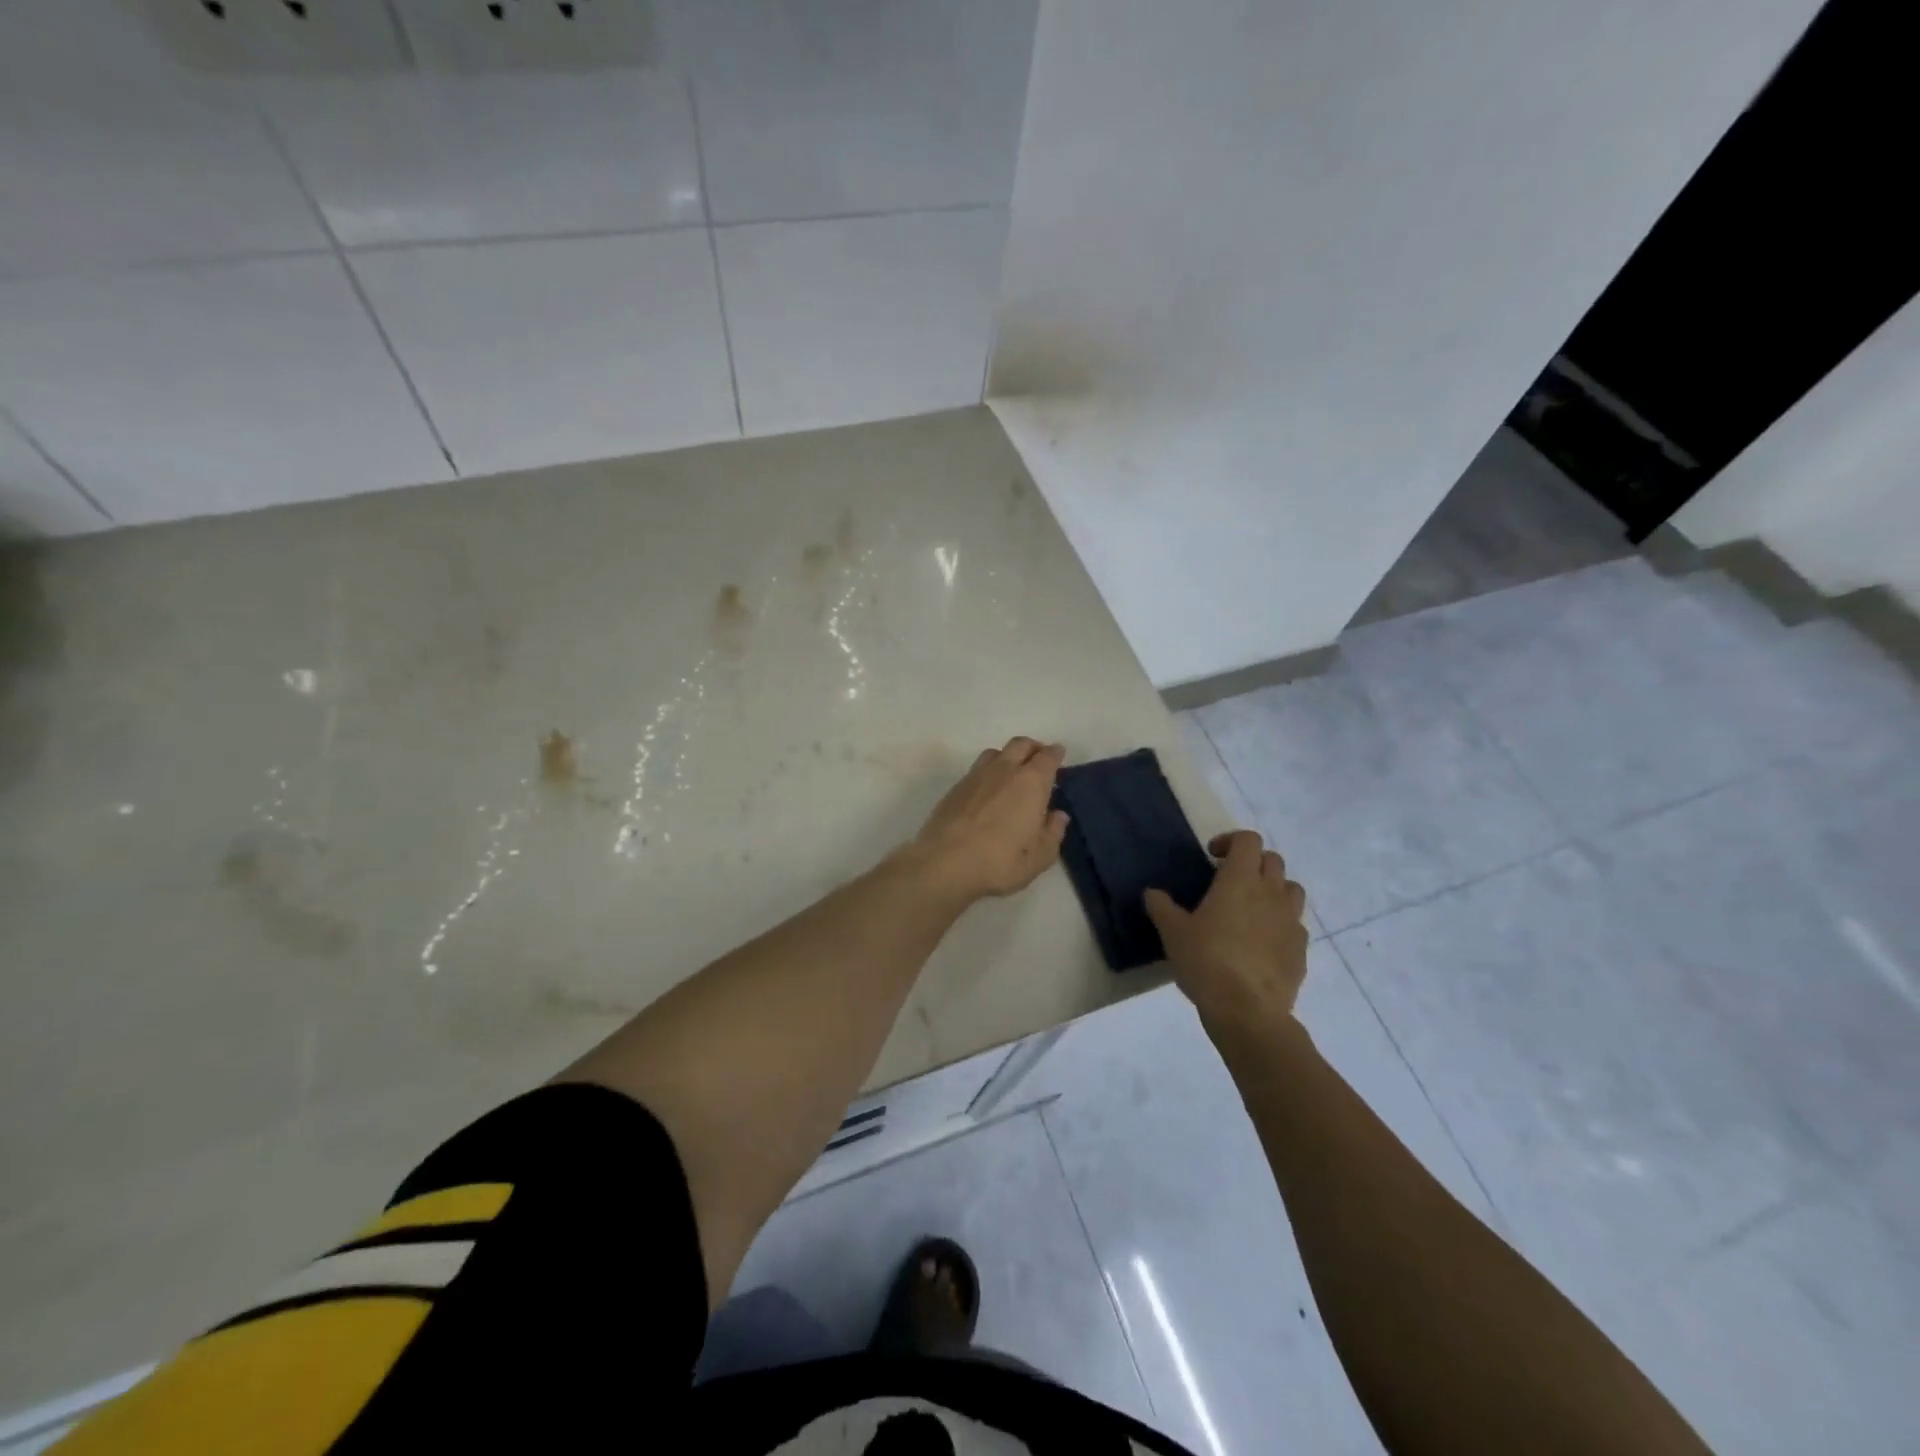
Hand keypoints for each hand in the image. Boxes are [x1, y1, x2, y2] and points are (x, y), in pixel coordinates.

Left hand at [908, 737, 1069, 901]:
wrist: (945, 862)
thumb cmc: (1000, 861)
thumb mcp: (1039, 857)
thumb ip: (1053, 832)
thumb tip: (1058, 815)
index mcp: (1031, 782)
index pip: (1048, 757)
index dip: (1056, 753)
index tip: (1059, 754)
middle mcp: (1004, 770)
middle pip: (1021, 744)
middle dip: (1033, 747)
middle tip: (1039, 759)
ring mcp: (976, 775)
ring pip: (996, 752)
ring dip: (1008, 756)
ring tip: (1012, 772)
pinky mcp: (956, 787)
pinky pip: (977, 769)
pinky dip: (988, 772)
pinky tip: (988, 791)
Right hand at [1145, 831, 1308, 1033]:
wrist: (1248, 1012)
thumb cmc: (1206, 961)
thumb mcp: (1173, 933)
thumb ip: (1162, 907)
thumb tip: (1152, 893)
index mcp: (1240, 880)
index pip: (1248, 840)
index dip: (1231, 840)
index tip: (1212, 856)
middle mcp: (1271, 893)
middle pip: (1273, 860)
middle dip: (1252, 862)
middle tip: (1229, 880)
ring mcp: (1291, 921)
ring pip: (1291, 889)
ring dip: (1273, 889)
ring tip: (1251, 907)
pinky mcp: (1301, 949)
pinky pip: (1295, 924)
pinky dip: (1280, 923)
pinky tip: (1262, 942)